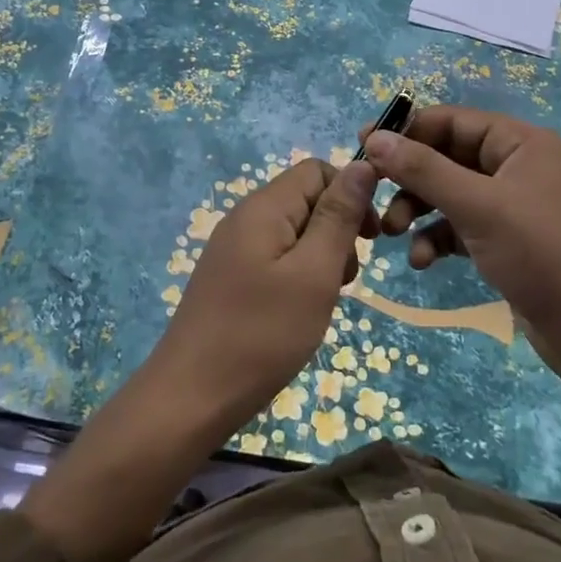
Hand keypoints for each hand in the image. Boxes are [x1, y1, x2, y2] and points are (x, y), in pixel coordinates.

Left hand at [149, 156, 377, 436]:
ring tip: (324, 300)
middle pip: (306, 199)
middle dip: (337, 230)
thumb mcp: (314, 273)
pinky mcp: (230, 277)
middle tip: (344, 280)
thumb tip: (364, 164)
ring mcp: (233, 248)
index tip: (370, 240)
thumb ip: (338, 216)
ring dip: (320, 257)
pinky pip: (275, 258)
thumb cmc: (261, 334)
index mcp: (264, 207)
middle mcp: (245, 217)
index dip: (350, 195)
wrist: (191, 398)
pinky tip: (299, 312)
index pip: (317, 170)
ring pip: (294, 232)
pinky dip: (298, 276)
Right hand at [366, 105, 560, 561]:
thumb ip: (422, 169)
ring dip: (418, 211)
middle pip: (447, 157)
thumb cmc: (540, 253)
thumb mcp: (477, 206)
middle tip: (371, 198)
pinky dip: (438, 238)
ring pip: (450, 194)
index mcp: (520, 142)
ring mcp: (512, 204)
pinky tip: (422, 262)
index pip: (451, 121)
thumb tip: (373, 138)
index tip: (361, 149)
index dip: (406, 132)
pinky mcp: (507, 239)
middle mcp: (517, 165)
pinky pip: (461, 225)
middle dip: (409, 180)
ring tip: (390, 234)